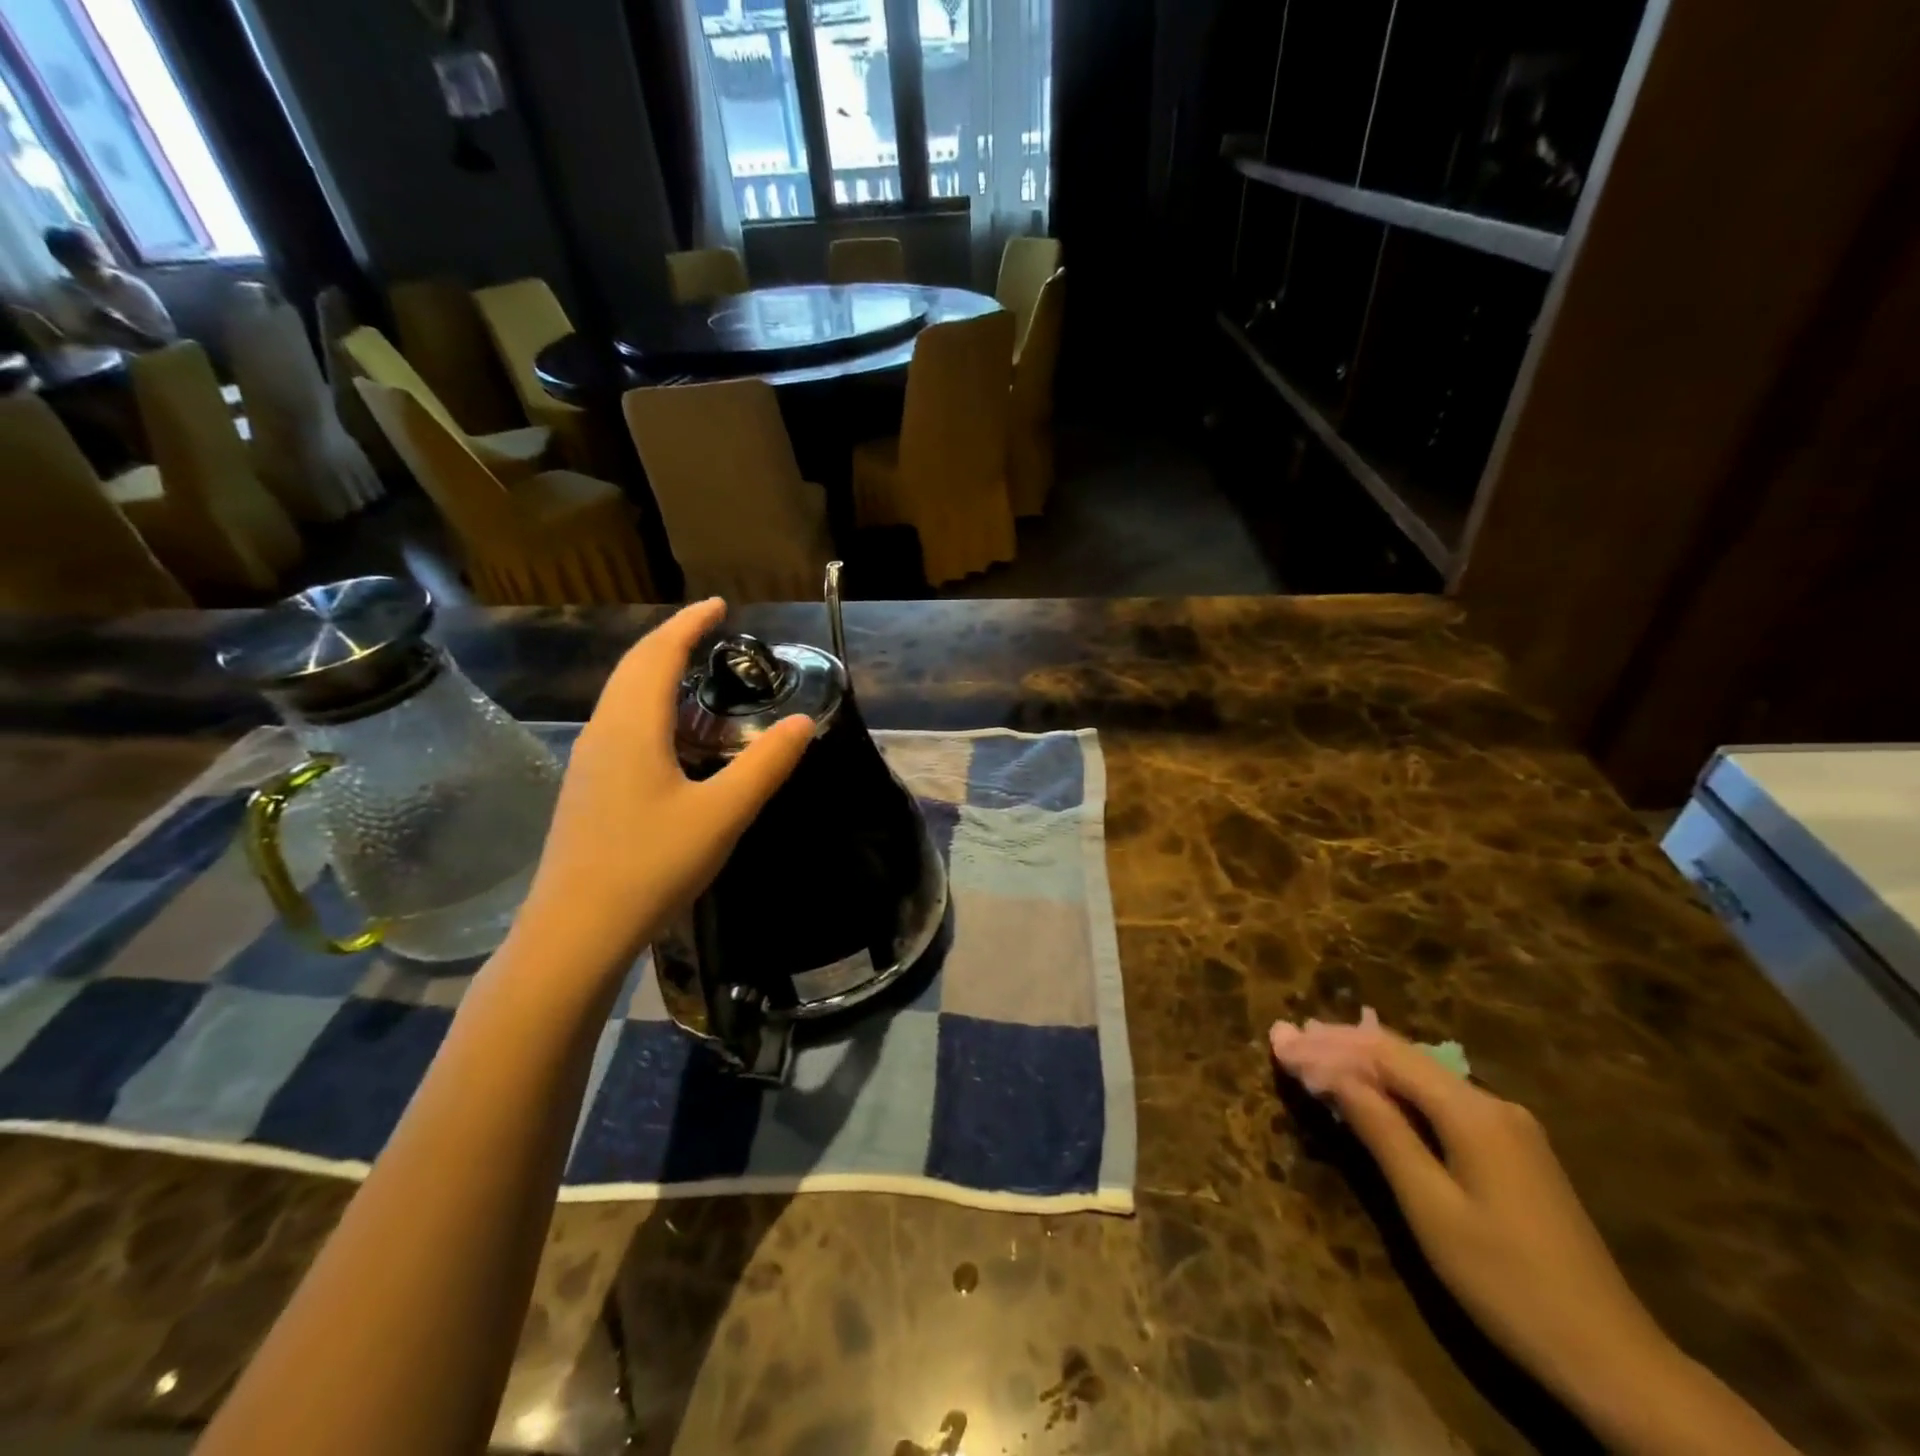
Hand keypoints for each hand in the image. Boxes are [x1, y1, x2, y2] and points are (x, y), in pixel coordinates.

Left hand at [513, 599, 811, 974]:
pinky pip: (620, 724)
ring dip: (656, 673)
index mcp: (632, 727)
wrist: (576, 931)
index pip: (659, 655)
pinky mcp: (588, 788)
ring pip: (622, 696)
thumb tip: (803, 722)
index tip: (719, 605)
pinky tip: (672, 735)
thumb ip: (766, 765)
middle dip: (671, 640)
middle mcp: (604, 732)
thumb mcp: (722, 814)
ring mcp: (590, 761)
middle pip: (634, 667)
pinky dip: (648, 706)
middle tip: (710, 630)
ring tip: (695, 673)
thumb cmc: (651, 865)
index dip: (690, 624)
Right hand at [1278, 1027, 1798, 1454]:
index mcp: (1473, 1111)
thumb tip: (1333, 1072)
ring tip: (1313, 1048)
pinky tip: (1368, 1088)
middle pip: (1403, 1057)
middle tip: (1286, 1035)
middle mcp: (1492, 1103)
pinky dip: (1394, 1090)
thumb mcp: (1429, 1206)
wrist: (1613, 1360)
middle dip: (1340, 1044)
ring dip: (1364, 1063)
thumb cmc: (1506, 1281)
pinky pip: (1439, 1101)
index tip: (1279, 1043)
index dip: (1328, 1045)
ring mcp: (1508, 1127)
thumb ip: (1381, 1130)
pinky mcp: (1512, 1151)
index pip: (1384, 1055)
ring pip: (1421, 1077)